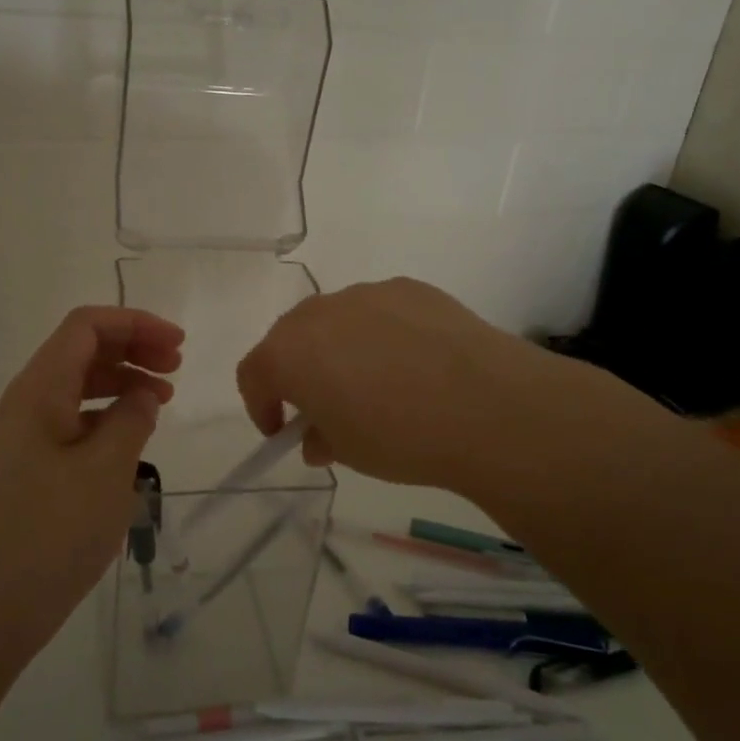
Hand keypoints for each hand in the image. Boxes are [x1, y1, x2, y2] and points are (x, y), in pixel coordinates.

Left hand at [0, 307, 183, 659]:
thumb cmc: (51, 535)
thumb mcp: (106, 471)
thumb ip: (131, 419)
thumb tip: (143, 395)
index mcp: (38, 391)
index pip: (86, 327)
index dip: (135, 324)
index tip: (178, 346)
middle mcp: (24, 403)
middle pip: (80, 350)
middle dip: (132, 349)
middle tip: (177, 369)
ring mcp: (21, 436)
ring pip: (76, 386)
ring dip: (121, 382)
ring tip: (163, 401)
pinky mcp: (26, 467)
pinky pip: (70, 421)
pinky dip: (105, 416)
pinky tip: (132, 438)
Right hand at [236, 277, 624, 496]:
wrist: (486, 405)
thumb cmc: (399, 437)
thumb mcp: (348, 452)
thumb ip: (320, 437)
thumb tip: (318, 434)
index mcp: (289, 351)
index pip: (253, 372)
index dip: (260, 403)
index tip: (279, 429)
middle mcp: (320, 312)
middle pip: (291, 338)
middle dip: (298, 371)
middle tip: (322, 404)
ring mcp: (367, 294)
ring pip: (337, 320)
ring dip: (340, 349)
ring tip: (374, 383)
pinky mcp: (410, 288)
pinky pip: (379, 311)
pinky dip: (381, 334)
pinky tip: (413, 362)